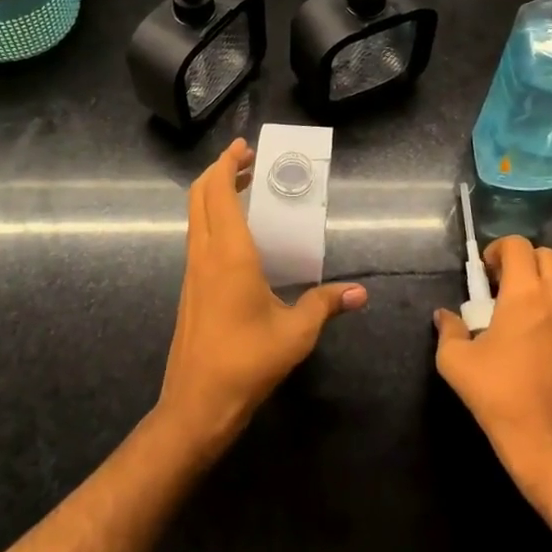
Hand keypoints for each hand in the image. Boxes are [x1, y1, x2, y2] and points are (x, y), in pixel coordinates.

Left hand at [156, 140, 367, 456]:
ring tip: (245, 188)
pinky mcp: (190, 288)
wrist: (196, 405)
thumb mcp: (296, 333)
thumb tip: (360, 292)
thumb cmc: (247, 362)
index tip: (244, 146)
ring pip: (195, 216)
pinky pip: (197, 236)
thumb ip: (326, 305)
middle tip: (247, 161)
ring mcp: (193, 271)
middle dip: (219, 170)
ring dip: (214, 194)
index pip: (217, 191)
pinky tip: (239, 234)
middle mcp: (205, 254)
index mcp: (228, 253)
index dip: (226, 163)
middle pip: (199, 195)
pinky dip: (212, 218)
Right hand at [433, 236, 551, 512]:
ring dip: (542, 281)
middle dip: (521, 262)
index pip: (517, 245)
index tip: (484, 275)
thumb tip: (444, 316)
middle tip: (500, 287)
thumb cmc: (502, 398)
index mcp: (526, 293)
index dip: (497, 250)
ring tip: (521, 309)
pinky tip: (540, 333)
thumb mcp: (457, 363)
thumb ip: (449, 330)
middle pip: (545, 255)